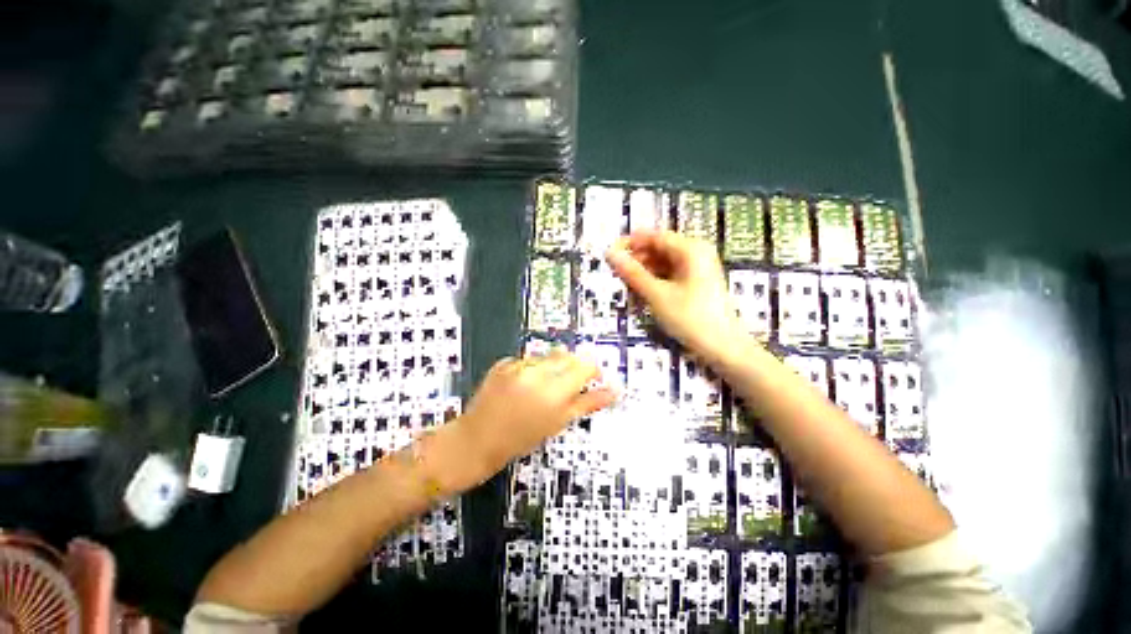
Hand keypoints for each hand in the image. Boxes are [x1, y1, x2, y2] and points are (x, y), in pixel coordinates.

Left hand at [452, 350, 616, 480]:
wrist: (477, 440)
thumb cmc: (520, 438)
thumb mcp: (558, 423)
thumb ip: (588, 403)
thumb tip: (614, 391)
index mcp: (553, 391)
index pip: (585, 366)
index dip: (592, 372)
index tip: (593, 380)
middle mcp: (536, 373)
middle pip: (568, 356)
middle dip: (573, 368)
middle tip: (566, 387)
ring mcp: (517, 366)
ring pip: (548, 356)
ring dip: (552, 367)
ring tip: (542, 389)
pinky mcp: (503, 363)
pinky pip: (528, 359)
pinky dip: (532, 368)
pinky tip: (524, 386)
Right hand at [605, 230, 746, 363]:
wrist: (723, 347)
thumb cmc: (690, 318)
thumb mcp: (657, 295)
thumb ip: (632, 273)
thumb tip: (610, 253)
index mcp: (690, 249)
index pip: (653, 236)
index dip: (629, 243)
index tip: (608, 256)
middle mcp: (695, 252)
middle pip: (658, 249)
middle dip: (636, 261)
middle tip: (616, 277)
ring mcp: (697, 268)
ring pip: (662, 263)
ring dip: (643, 274)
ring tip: (628, 290)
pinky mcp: (696, 282)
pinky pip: (669, 275)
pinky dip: (655, 282)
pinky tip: (643, 295)